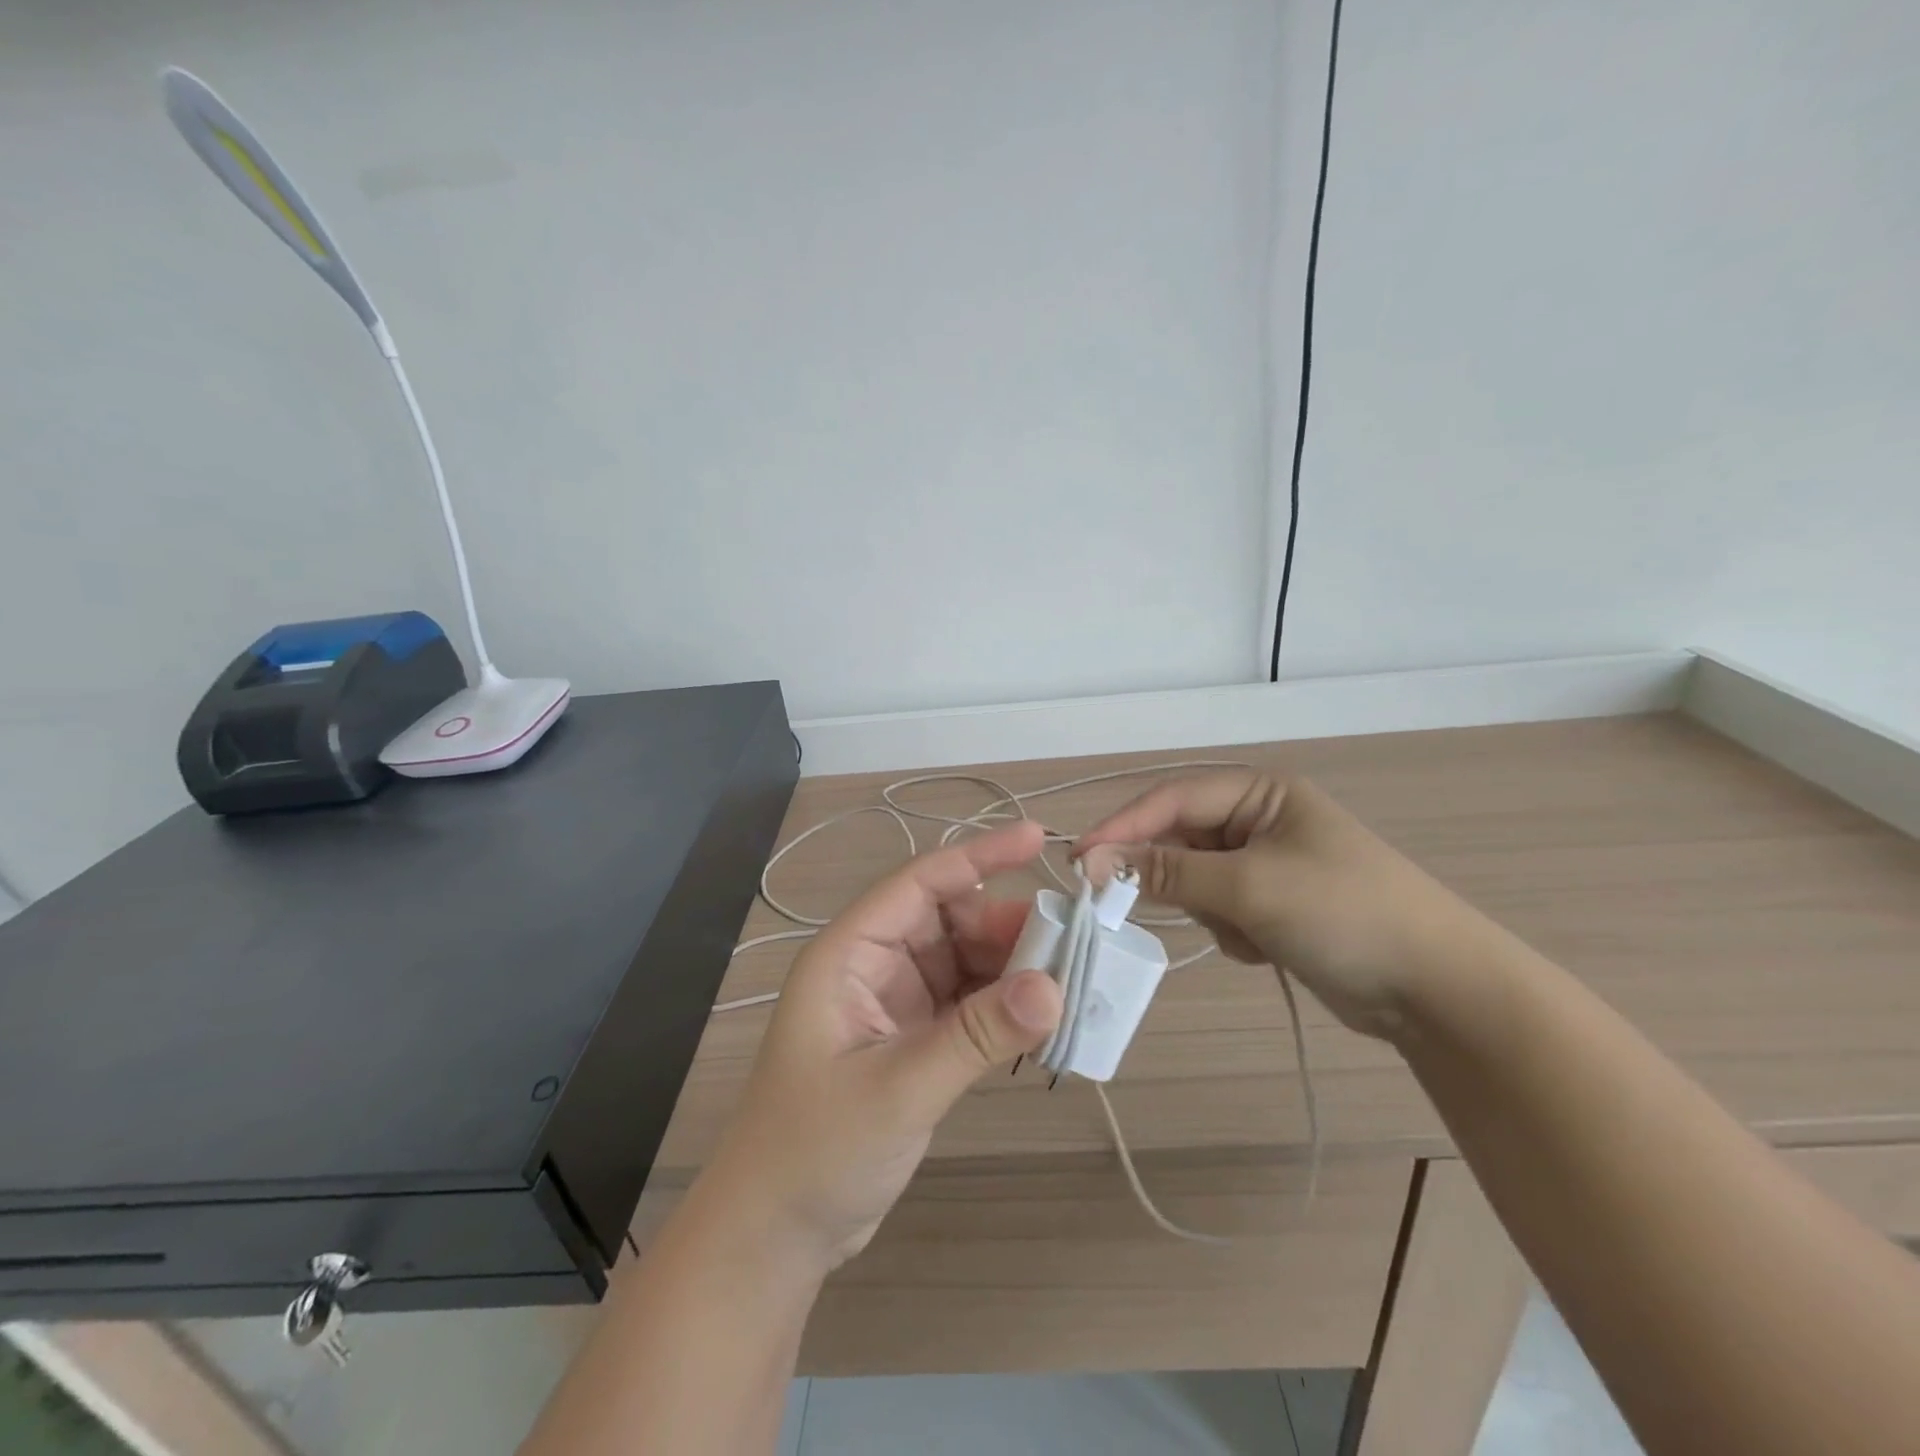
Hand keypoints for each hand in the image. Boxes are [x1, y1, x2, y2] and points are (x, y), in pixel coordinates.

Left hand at [703, 821, 1063, 1274]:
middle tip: (1071, 946)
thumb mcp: (898, 1089)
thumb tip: (1054, 987)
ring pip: (965, 961)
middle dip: (1008, 928)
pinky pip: (969, 1003)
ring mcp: (895, 1001)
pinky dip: (1003, 1007)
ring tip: (1068, 985)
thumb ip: (976, 1035)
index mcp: (851, 952)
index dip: (979, 856)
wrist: (776, 1232)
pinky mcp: (914, 1038)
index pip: (920, 882)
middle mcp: (874, 964)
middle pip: (951, 920)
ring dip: (1012, 969)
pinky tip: (1041, 1021)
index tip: (1038, 839)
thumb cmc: (815, 1150)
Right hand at [1075, 772, 1478, 1040]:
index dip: (1122, 827)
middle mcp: (1259, 819)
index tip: (1080, 861)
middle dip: (1167, 876)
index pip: (1171, 799)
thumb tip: (1093, 863)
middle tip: (1130, 906)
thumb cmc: (1343, 913)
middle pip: (1179, 838)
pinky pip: (1219, 908)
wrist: (1436, 990)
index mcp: (1260, 792)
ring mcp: (1266, 863)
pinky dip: (1228, 929)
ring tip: (1245, 933)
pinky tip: (1263, 948)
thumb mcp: (1248, 886)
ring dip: (1205, 909)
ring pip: (1194, 879)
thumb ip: (1166, 872)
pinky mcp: (1272, 904)